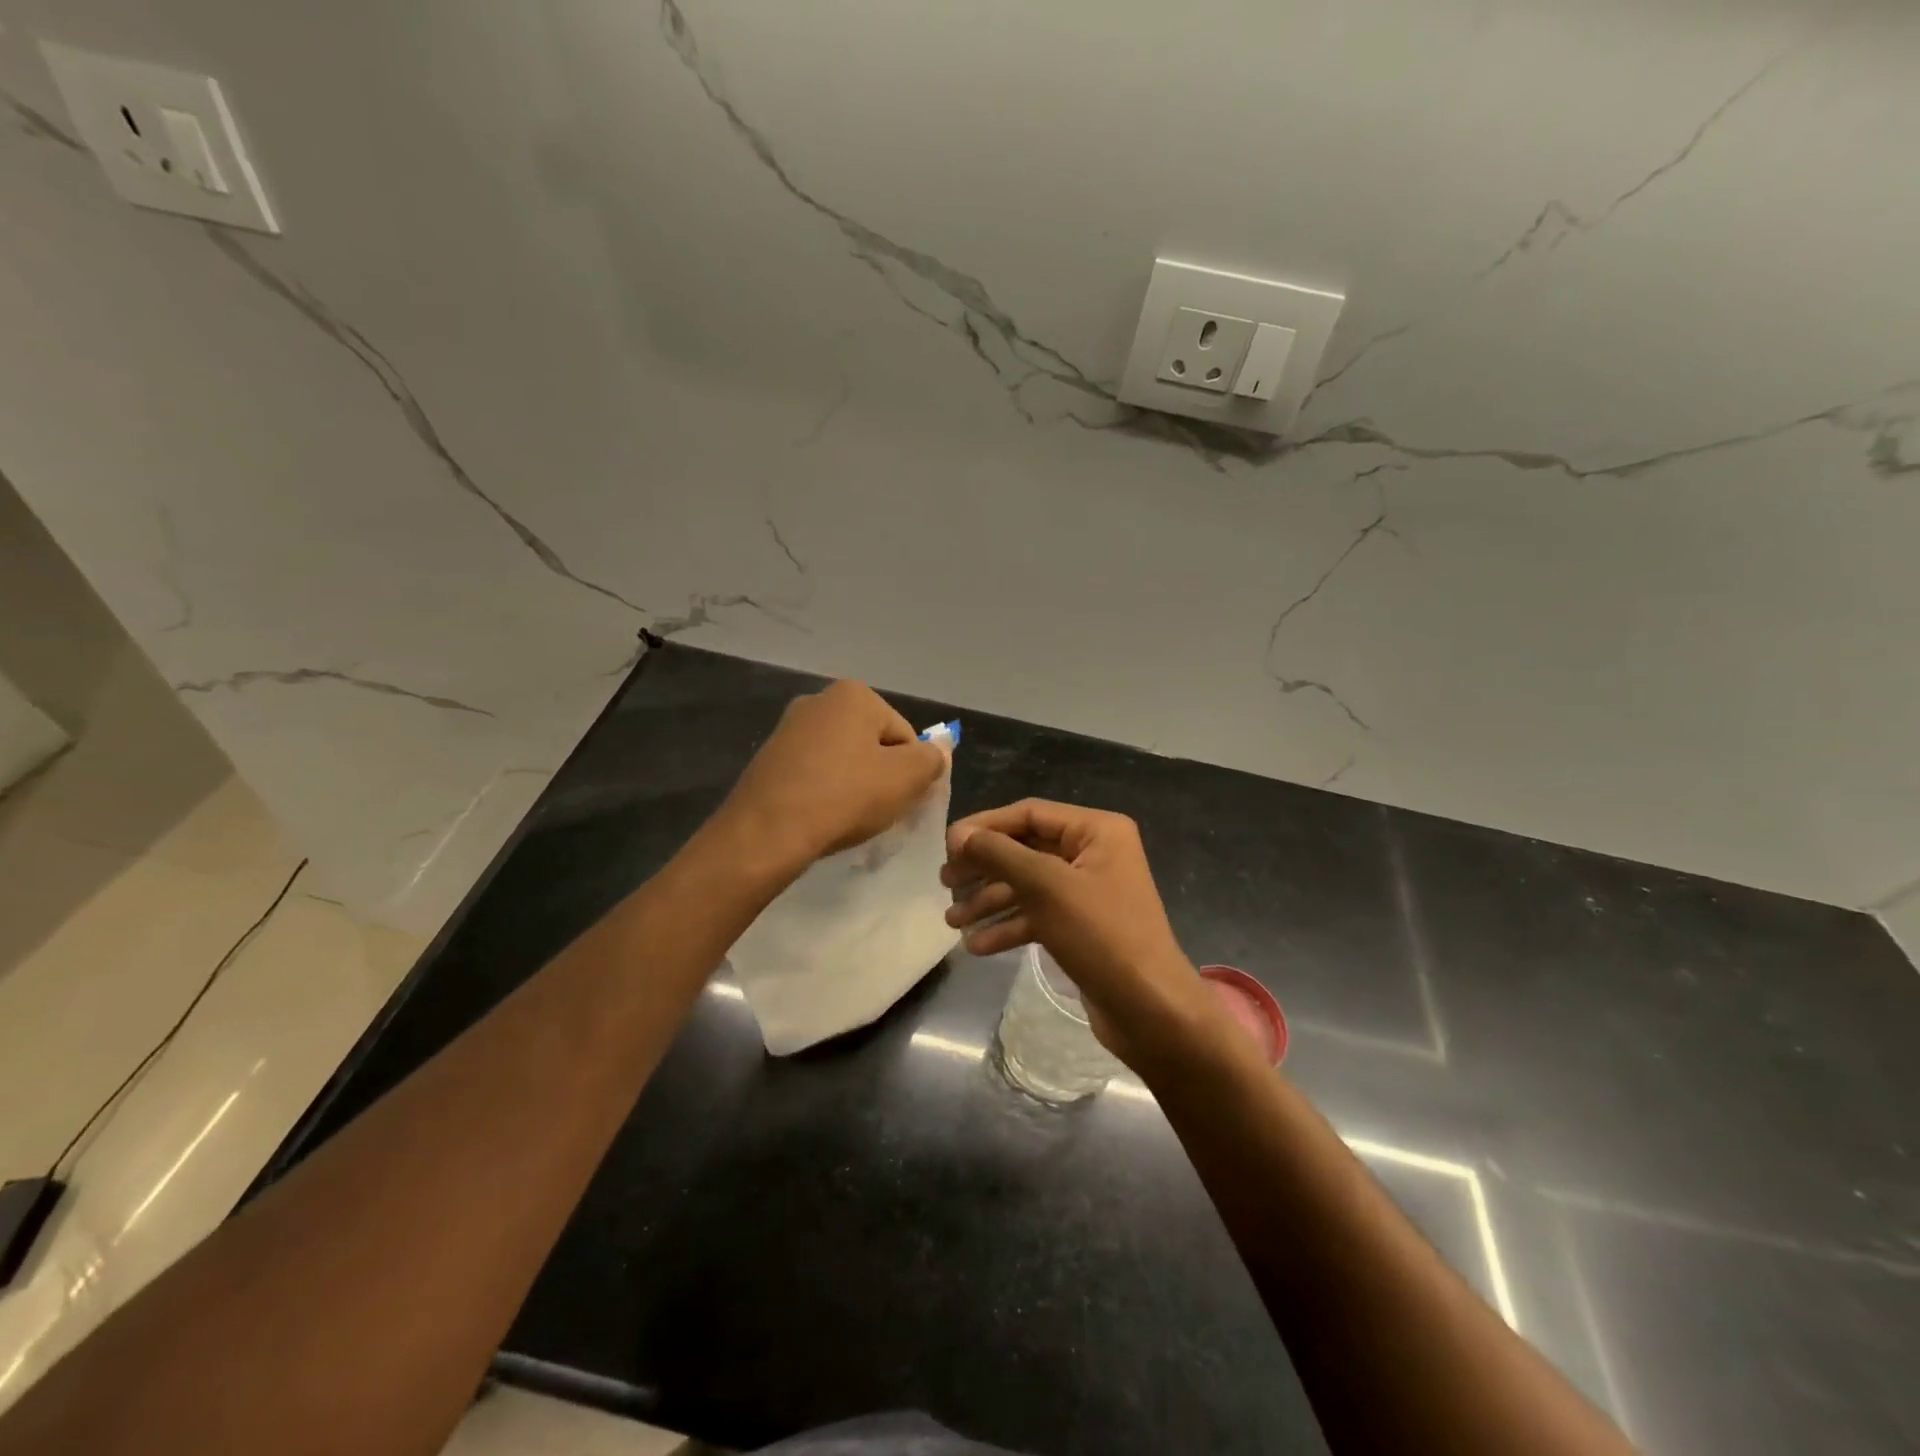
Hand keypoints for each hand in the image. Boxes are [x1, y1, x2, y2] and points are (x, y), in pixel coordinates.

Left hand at [718, 680, 946, 873]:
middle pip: (872, 744)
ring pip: (842, 760)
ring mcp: (788, 728)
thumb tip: (938, 751)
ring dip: (853, 786)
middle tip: (878, 811)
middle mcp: (818, 700)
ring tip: (847, 819)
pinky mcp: (768, 759)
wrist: (766, 832)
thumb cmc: (844, 796)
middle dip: (881, 776)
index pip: (905, 735)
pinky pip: (813, 774)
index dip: (911, 772)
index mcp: (854, 694)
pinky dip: (824, 793)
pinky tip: (821, 818)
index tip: (901, 801)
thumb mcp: (905, 778)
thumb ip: (931, 760)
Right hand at [941, 799, 1218, 1070]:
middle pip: (1025, 849)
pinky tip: (976, 945)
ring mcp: (1089, 892)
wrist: (1151, 1010)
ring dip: (989, 901)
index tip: (946, 847)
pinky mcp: (1082, 927)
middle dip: (984, 867)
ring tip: (951, 920)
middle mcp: (1094, 854)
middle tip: (945, 883)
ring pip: (1028, 885)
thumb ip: (1000, 854)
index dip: (985, 827)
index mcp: (1096, 830)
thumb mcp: (1046, 887)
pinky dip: (1009, 926)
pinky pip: (1038, 915)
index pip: (1029, 814)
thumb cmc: (1101, 935)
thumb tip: (959, 834)